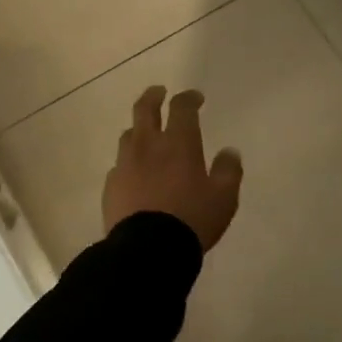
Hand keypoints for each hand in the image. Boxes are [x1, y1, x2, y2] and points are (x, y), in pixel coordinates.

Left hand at [103, 86, 243, 251]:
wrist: (147, 249)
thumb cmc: (191, 219)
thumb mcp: (223, 198)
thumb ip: (228, 170)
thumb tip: (229, 151)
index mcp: (178, 143)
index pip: (181, 108)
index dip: (188, 98)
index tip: (195, 98)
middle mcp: (148, 145)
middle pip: (144, 109)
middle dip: (153, 96)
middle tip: (159, 92)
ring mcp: (125, 163)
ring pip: (128, 135)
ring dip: (138, 129)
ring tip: (146, 134)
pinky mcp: (111, 184)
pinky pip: (119, 165)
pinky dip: (129, 162)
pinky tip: (134, 173)